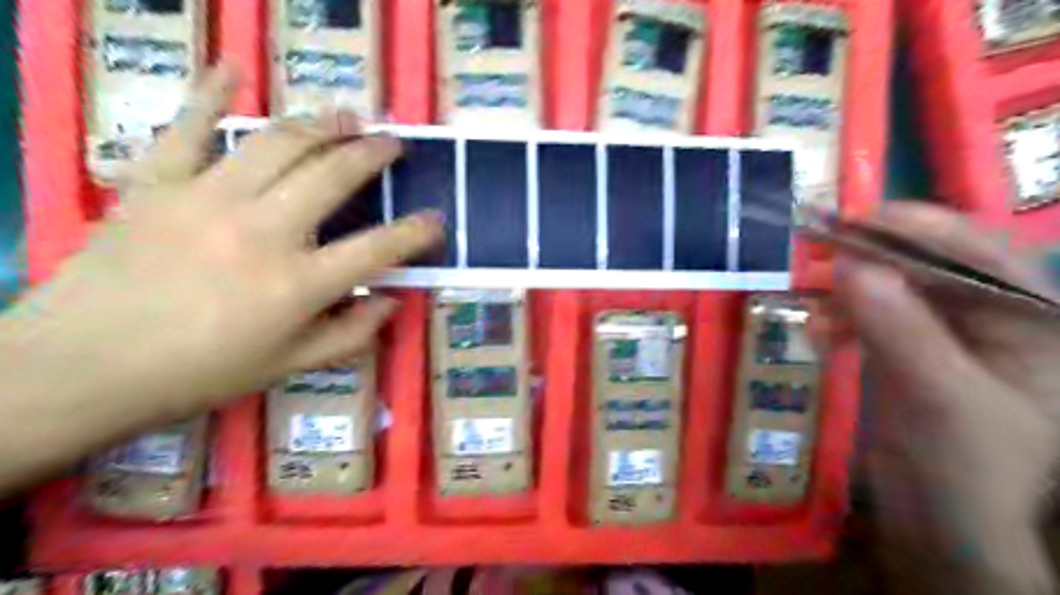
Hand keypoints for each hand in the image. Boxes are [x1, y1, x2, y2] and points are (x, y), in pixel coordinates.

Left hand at [0, 65, 438, 422]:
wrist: (81, 368)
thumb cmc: (199, 373)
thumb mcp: (289, 367)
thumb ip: (350, 335)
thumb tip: (393, 301)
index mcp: (298, 285)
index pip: (379, 249)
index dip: (417, 232)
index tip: (436, 220)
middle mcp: (263, 232)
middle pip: (333, 176)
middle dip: (373, 155)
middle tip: (393, 144)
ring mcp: (207, 200)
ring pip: (278, 144)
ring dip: (322, 124)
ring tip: (348, 116)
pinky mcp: (156, 184)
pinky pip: (186, 127)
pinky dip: (210, 94)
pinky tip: (234, 71)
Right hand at [836, 203, 1058, 592]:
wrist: (942, 522)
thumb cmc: (967, 465)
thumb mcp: (938, 393)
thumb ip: (897, 326)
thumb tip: (845, 264)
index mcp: (1030, 316)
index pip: (974, 248)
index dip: (913, 227)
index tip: (849, 220)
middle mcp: (990, 314)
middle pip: (925, 262)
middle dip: (869, 259)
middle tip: (815, 254)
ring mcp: (945, 332)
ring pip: (890, 288)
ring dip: (847, 293)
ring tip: (812, 308)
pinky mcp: (907, 349)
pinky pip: (869, 316)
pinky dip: (840, 319)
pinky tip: (819, 335)